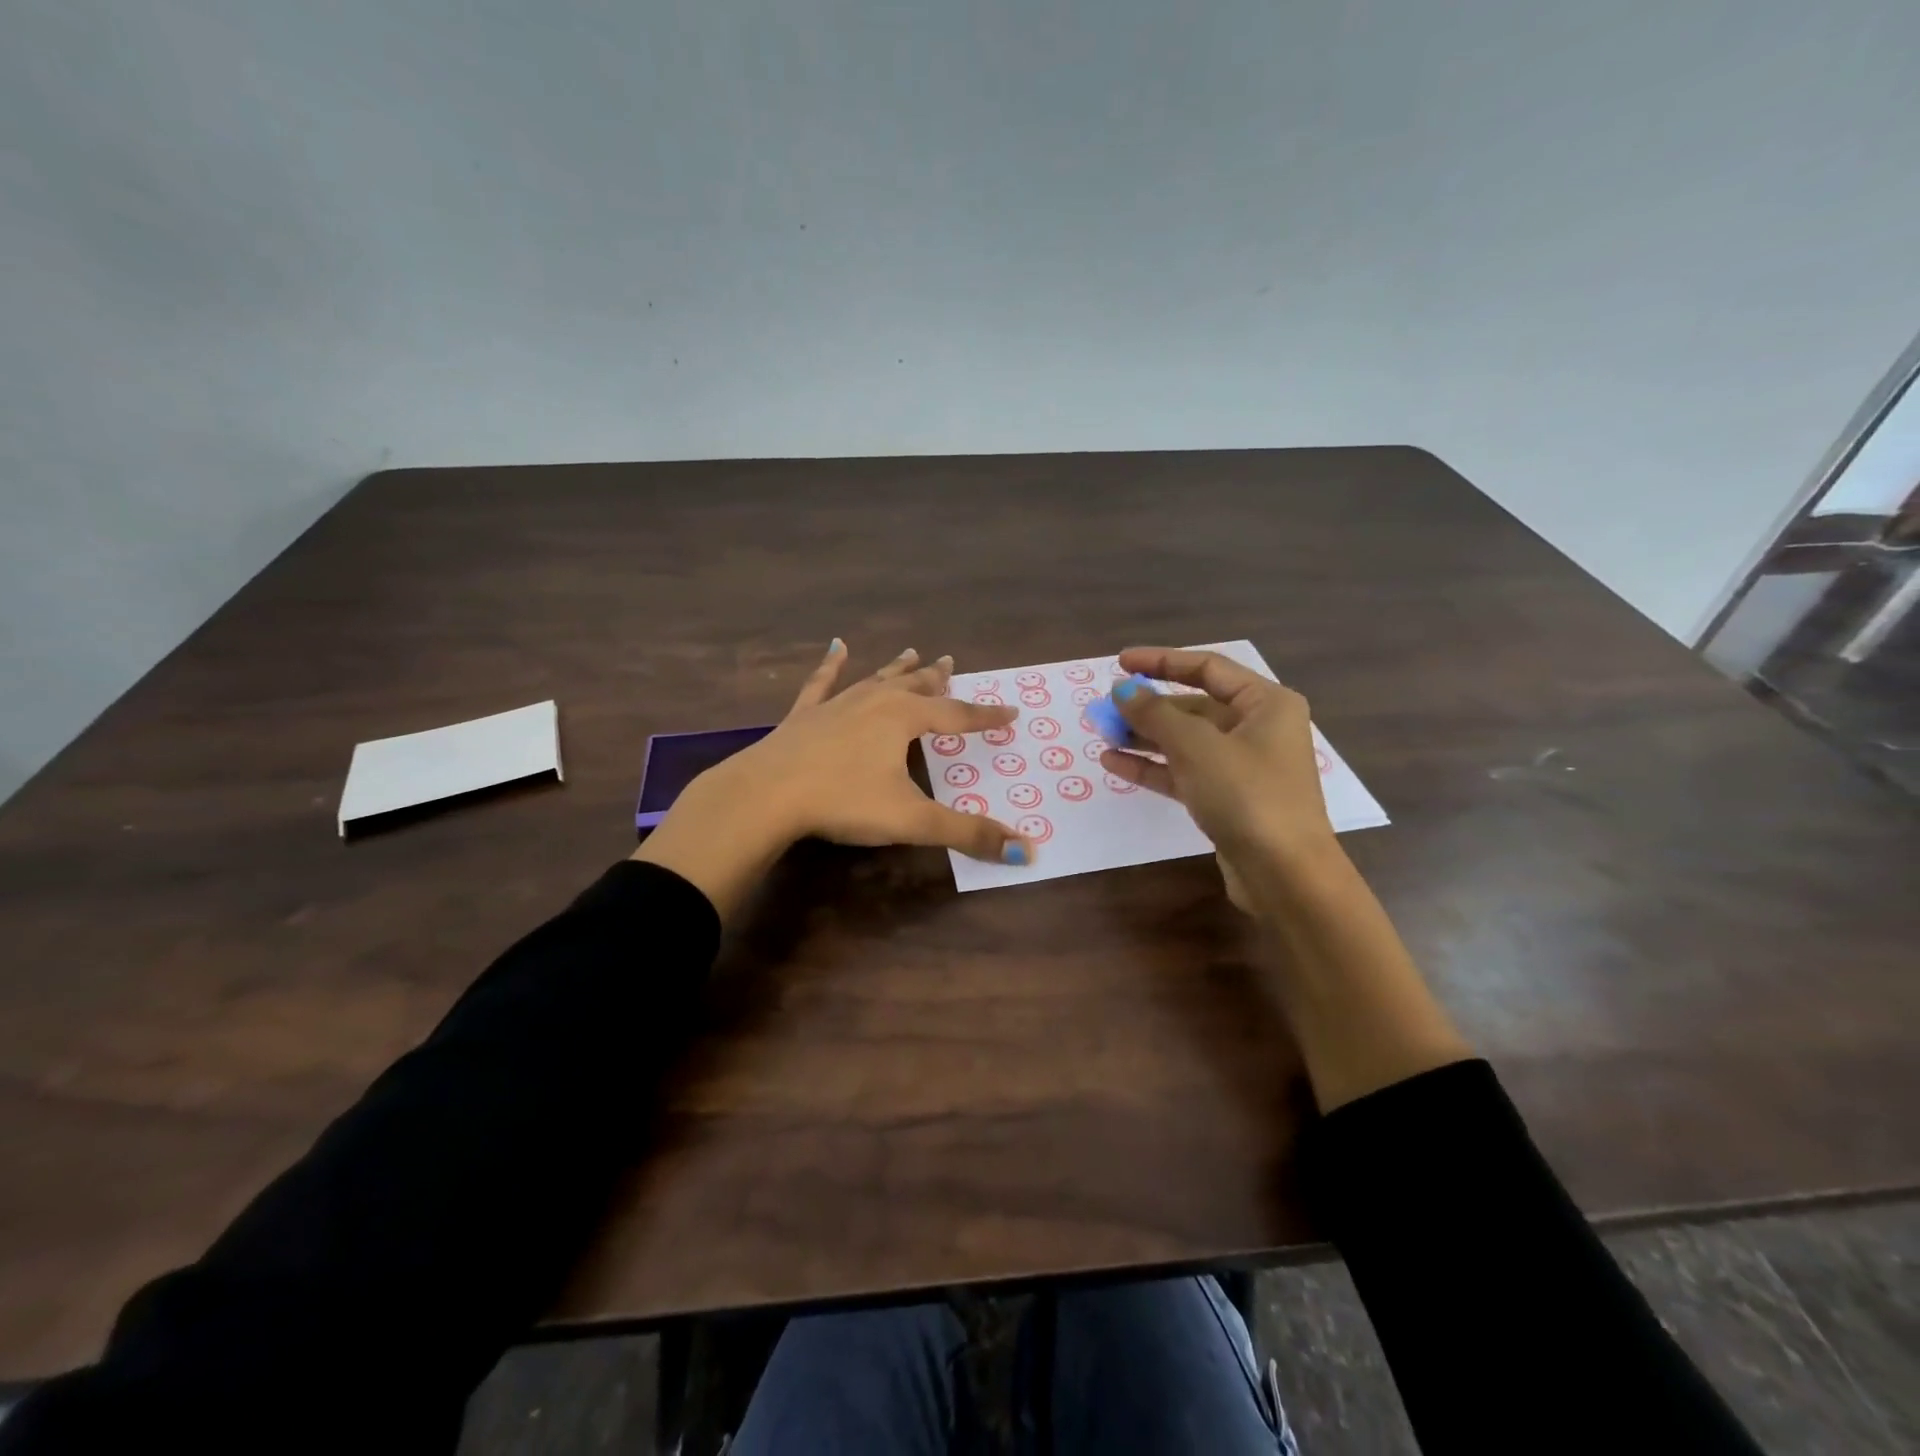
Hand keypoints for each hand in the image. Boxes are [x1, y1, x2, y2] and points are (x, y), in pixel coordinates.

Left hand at [634, 642, 1033, 918]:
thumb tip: (1026, 852)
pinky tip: (836, 647)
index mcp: (903, 719)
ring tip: (913, 652)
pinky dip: (831, 665)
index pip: (956, 715)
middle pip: (915, 686)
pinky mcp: (804, 715)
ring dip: (897, 668)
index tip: (1011, 711)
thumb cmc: (844, 802)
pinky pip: (823, 683)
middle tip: (951, 663)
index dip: (986, 716)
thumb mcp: (913, 820)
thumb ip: (968, 834)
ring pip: (875, 679)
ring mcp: (836, 704)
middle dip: (937, 678)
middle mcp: (874, 702)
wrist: (766, 794)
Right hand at [1099, 647, 1339, 910]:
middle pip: (1194, 705)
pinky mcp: (1227, 799)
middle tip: (1105, 708)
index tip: (1120, 662)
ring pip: (1185, 741)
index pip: (1207, 668)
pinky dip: (1152, 766)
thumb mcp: (1196, 746)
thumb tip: (1121, 689)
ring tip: (1103, 734)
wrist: (1284, 874)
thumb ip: (1154, 713)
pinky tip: (1114, 763)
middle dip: (1148, 706)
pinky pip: (1184, 772)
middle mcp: (1257, 728)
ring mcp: (1242, 766)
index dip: (1161, 661)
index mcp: (1266, 703)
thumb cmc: (1247, 795)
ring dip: (1144, 737)